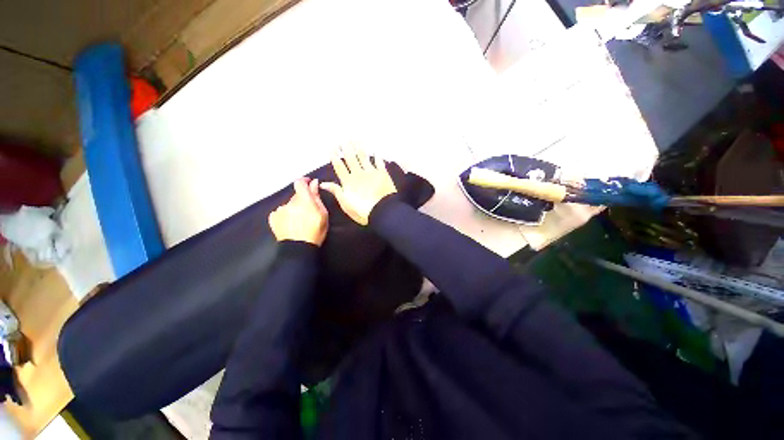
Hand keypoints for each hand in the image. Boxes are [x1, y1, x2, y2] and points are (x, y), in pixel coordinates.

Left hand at [269, 178, 328, 245]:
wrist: (299, 248)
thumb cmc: (315, 231)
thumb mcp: (322, 214)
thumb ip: (317, 197)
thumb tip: (314, 183)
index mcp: (303, 200)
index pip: (300, 183)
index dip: (304, 181)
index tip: (309, 184)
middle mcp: (289, 203)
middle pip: (296, 196)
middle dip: (302, 200)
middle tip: (309, 211)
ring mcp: (280, 210)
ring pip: (288, 204)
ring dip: (294, 208)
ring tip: (300, 221)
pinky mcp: (273, 218)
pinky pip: (280, 212)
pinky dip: (286, 215)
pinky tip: (291, 224)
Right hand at [320, 146, 397, 225]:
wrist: (383, 211)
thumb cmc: (363, 211)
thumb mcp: (346, 204)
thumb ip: (336, 191)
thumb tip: (323, 183)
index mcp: (348, 181)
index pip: (339, 166)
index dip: (335, 156)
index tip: (332, 148)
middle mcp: (359, 173)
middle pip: (351, 158)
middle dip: (346, 148)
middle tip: (342, 139)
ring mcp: (371, 172)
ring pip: (363, 157)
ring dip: (359, 147)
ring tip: (355, 139)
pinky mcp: (383, 174)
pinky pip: (379, 162)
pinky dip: (377, 157)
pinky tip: (376, 151)